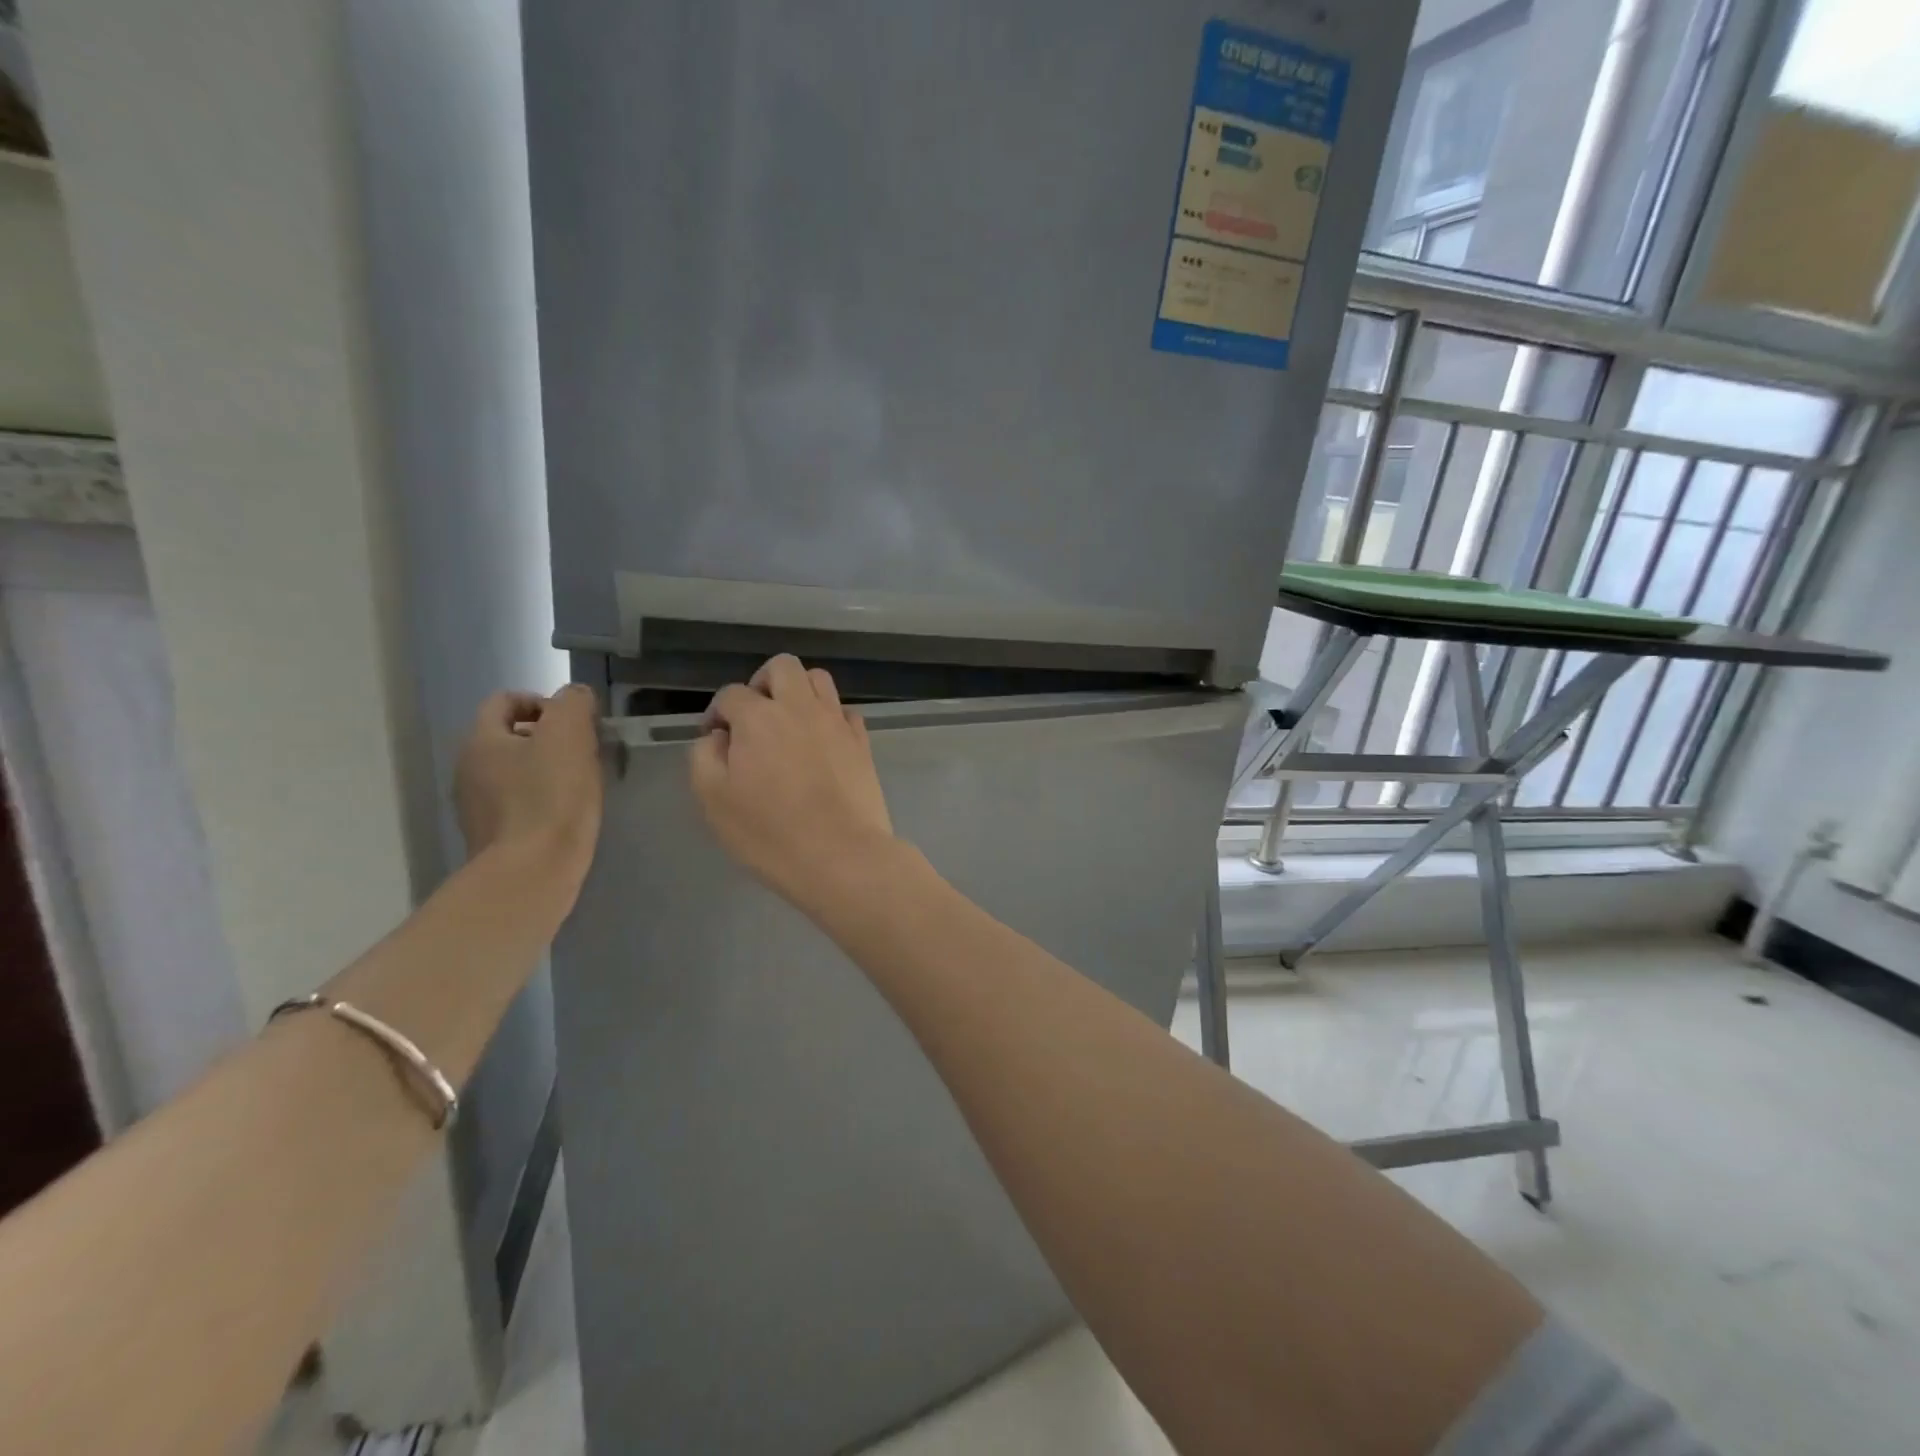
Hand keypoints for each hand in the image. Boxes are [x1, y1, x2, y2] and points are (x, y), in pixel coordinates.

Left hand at [454, 685, 604, 893]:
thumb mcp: (569, 735)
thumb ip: (573, 704)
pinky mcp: (495, 838)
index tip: (577, 723)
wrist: (532, 874)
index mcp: (481, 740)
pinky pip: (520, 805)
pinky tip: (568, 815)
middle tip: (585, 753)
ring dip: (548, 771)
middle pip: (510, 737)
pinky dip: (544, 802)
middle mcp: (469, 770)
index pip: (505, 701)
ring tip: (582, 785)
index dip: (544, 702)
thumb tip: (575, 697)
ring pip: (516, 773)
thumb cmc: (550, 798)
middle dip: (549, 739)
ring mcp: (478, 807)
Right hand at [690, 655, 896, 910]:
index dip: (717, 713)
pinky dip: (829, 718)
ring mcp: (836, 722)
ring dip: (799, 692)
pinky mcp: (862, 742)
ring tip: (788, 724)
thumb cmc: (770, 833)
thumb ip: (705, 757)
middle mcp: (800, 708)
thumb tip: (718, 737)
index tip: (716, 739)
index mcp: (759, 717)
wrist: (842, 856)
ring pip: (819, 680)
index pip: (731, 694)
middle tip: (754, 717)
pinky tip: (821, 744)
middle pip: (782, 667)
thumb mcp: (714, 800)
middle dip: (762, 683)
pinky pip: (845, 712)